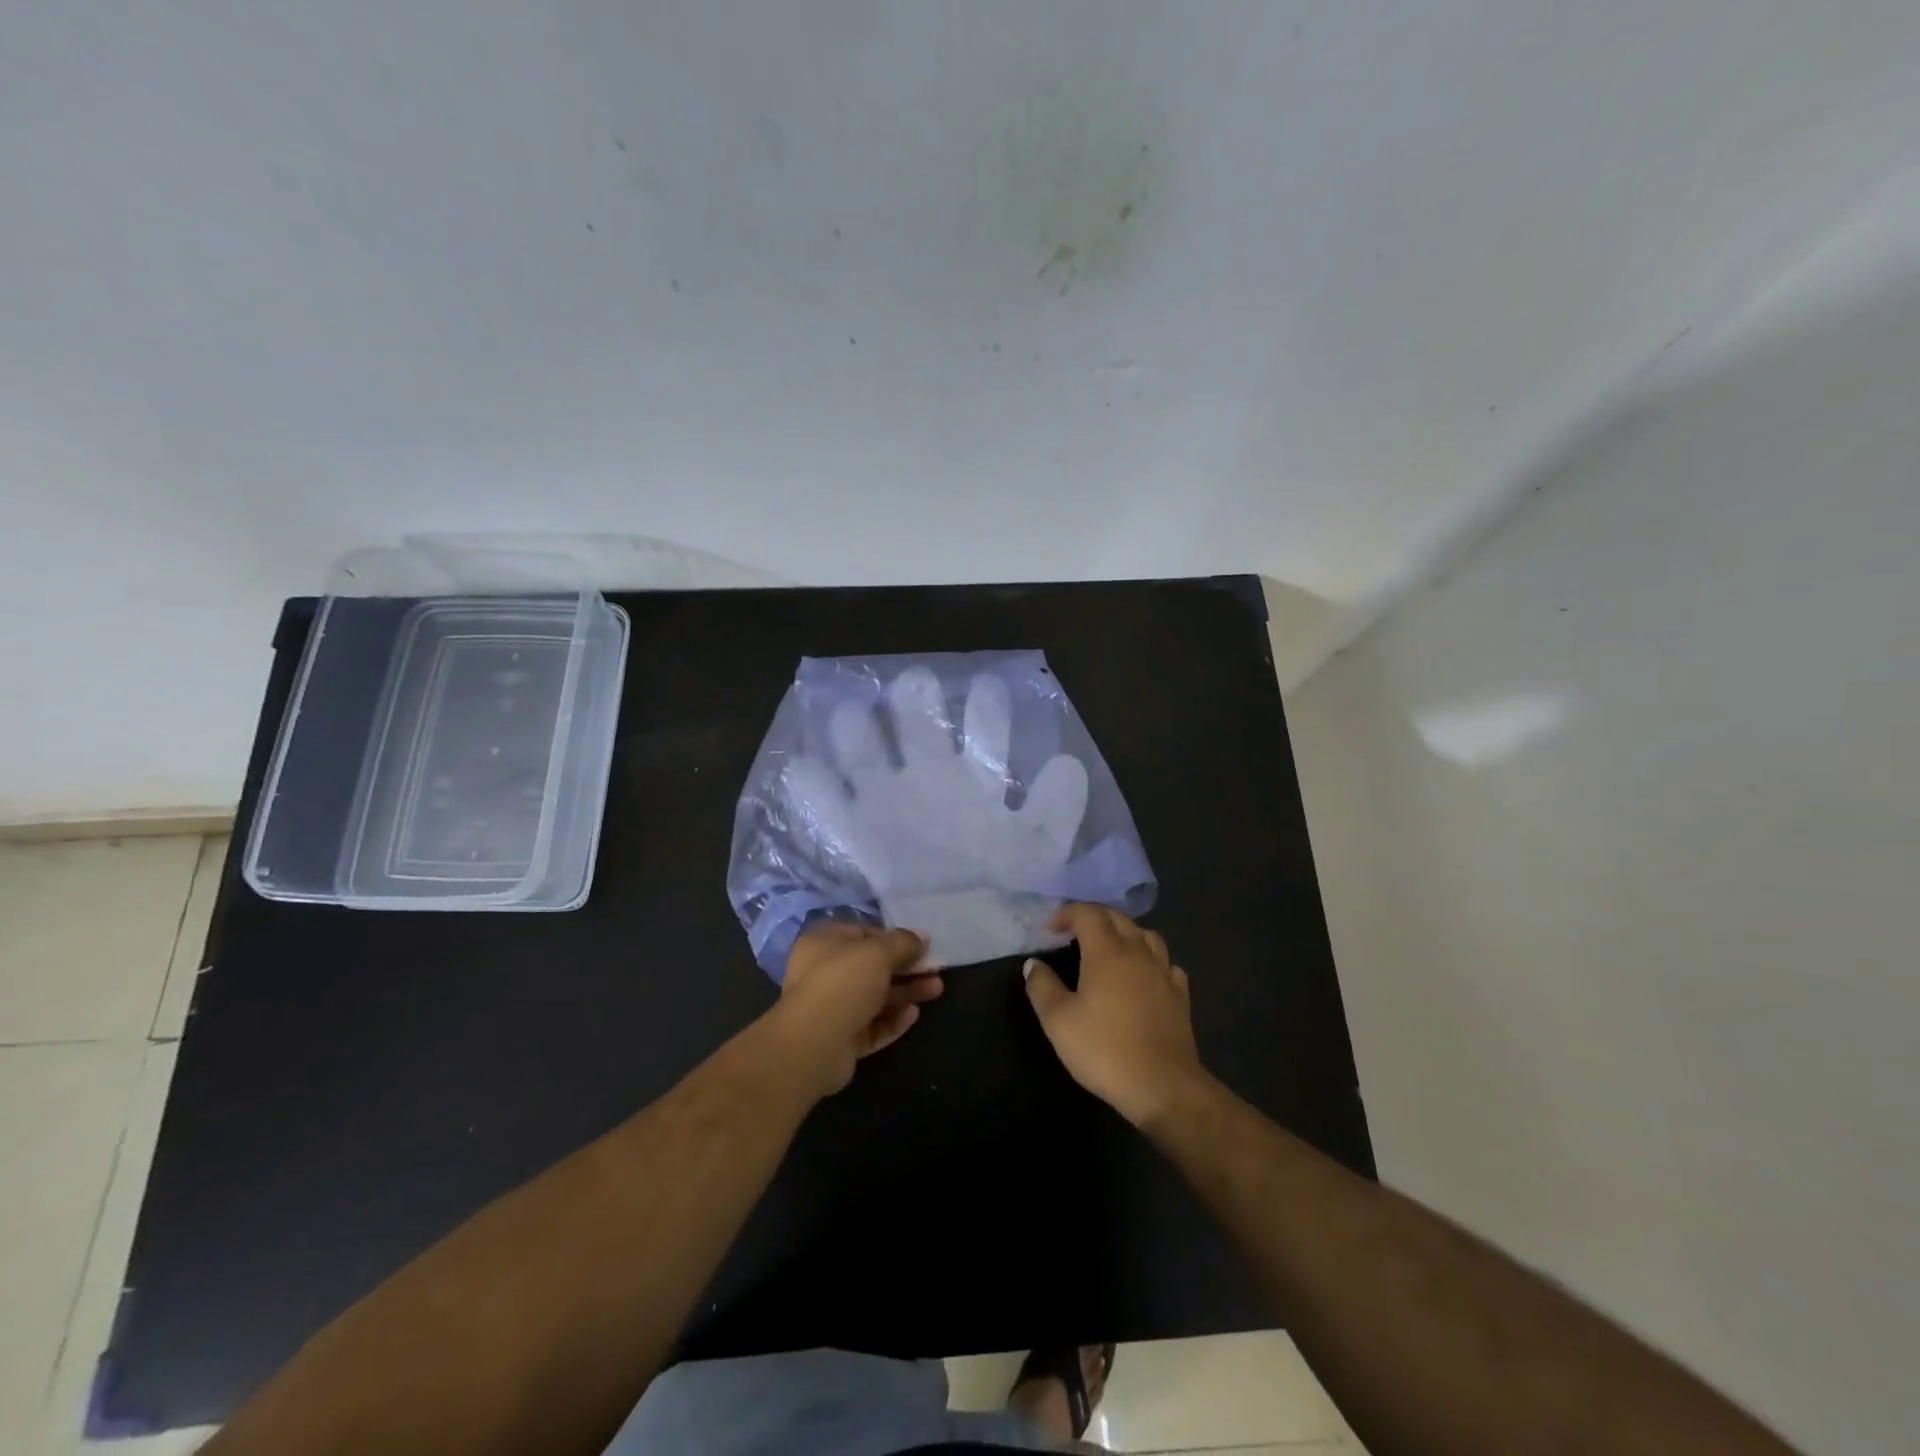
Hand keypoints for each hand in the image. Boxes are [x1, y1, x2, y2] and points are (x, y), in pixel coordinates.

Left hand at [760, 922, 942, 1099]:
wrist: (813, 1044)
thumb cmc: (843, 983)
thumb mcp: (878, 952)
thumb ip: (902, 942)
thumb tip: (922, 937)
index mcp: (825, 943)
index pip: (864, 933)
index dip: (894, 937)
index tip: (921, 945)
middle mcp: (825, 972)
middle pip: (873, 967)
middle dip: (906, 967)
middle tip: (936, 969)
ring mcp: (832, 1008)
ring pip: (876, 997)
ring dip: (906, 992)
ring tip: (936, 990)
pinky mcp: (841, 1038)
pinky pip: (872, 1025)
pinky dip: (893, 1019)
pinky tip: (914, 1015)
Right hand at [1023, 905, 1207, 1126]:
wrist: (1163, 1086)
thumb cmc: (1104, 1050)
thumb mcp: (1058, 1021)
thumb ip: (1042, 987)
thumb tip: (1033, 964)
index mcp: (1107, 951)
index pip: (1087, 913)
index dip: (1066, 914)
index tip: (1049, 929)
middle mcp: (1138, 952)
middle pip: (1117, 917)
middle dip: (1093, 917)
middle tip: (1073, 933)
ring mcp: (1163, 972)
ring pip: (1146, 935)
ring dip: (1124, 933)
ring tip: (1110, 949)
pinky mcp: (1180, 995)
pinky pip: (1166, 962)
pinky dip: (1150, 959)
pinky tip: (1143, 975)